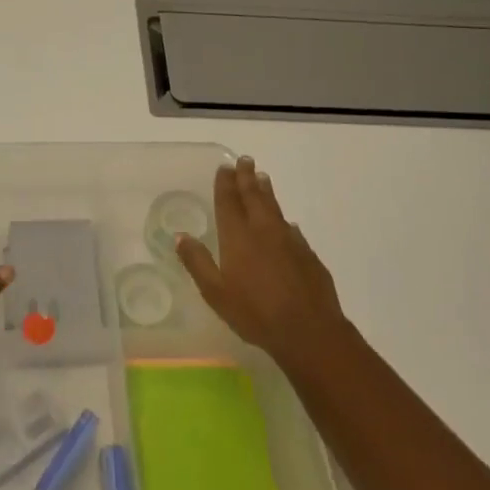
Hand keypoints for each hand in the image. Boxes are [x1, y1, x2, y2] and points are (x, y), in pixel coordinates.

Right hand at [175, 156, 350, 370]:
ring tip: (262, 178)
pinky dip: (283, 219)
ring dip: (266, 191)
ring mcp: (289, 240)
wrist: (309, 330)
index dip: (225, 183)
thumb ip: (198, 262)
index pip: (228, 201)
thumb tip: (181, 236)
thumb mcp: (216, 292)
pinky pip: (291, 228)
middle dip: (247, 177)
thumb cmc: (255, 313)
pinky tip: (286, 223)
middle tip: (245, 160)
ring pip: (275, 207)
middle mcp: (263, 230)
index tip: (224, 167)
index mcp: (238, 236)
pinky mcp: (308, 254)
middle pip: (254, 196)